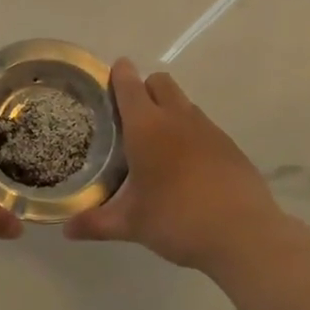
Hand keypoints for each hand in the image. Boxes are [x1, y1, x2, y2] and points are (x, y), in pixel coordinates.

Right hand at [65, 58, 289, 274]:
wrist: (243, 234)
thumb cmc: (177, 220)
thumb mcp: (131, 224)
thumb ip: (96, 222)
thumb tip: (66, 229)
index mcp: (147, 127)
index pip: (129, 85)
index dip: (118, 75)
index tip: (110, 75)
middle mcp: (178, 119)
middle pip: (160, 82)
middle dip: (145, 88)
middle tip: (131, 117)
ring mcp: (208, 130)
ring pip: (184, 103)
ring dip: (169, 111)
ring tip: (158, 145)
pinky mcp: (230, 146)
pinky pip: (204, 127)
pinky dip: (191, 135)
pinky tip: (187, 168)